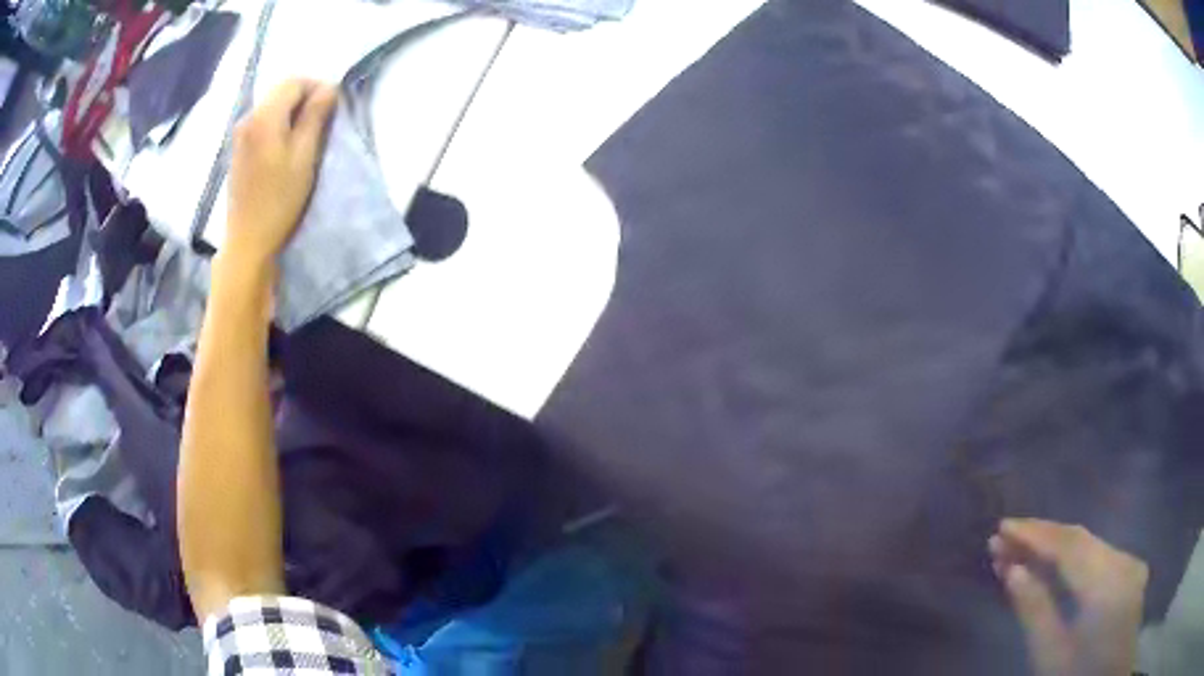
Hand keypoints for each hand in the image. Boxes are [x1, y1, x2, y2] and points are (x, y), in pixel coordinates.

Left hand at [226, 79, 337, 266]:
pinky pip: (262, 122)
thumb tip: (328, 89)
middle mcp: (248, 118)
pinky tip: (285, 148)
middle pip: (281, 92)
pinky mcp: (238, 149)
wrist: (248, 239)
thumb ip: (316, 117)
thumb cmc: (279, 199)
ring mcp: (240, 134)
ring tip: (305, 139)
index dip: (316, 88)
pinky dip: (278, 125)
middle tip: (321, 125)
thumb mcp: (305, 156)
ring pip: (272, 106)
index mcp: (264, 117)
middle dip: (304, 99)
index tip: (331, 109)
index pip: (294, 82)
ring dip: (291, 113)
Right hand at [989, 519, 1147, 675]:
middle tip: (1004, 538)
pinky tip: (1057, 564)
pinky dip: (1076, 557)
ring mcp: (1131, 563)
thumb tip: (1011, 569)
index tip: (1001, 527)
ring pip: (1091, 544)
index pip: (1068, 546)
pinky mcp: (1132, 570)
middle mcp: (1122, 562)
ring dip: (1057, 545)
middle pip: (1080, 539)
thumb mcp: (1050, 657)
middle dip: (1042, 536)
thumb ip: (1034, 610)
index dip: (1034, 534)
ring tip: (1022, 550)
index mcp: (1104, 585)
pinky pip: (1101, 555)